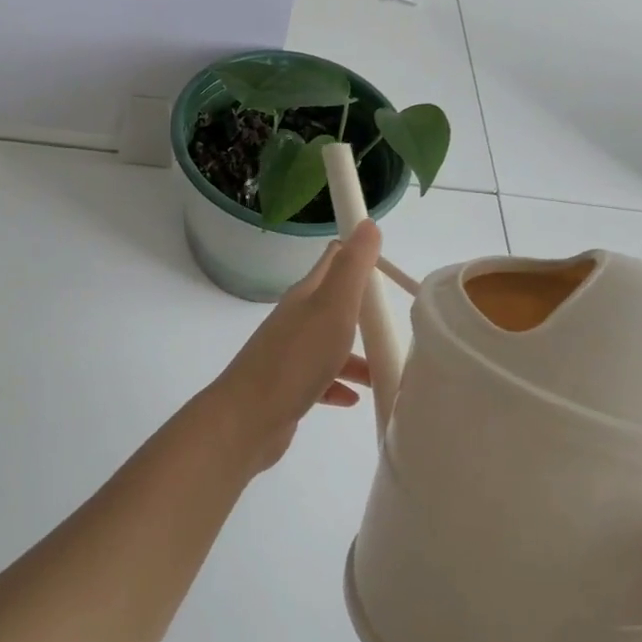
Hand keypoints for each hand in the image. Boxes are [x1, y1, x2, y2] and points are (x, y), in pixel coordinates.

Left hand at [205, 220, 380, 473]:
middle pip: (334, 306)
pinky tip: (353, 398)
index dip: (357, 255)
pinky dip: (338, 385)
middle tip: (394, 322)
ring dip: (356, 356)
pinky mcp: (288, 388)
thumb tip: (366, 224)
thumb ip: (352, 267)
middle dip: (363, 312)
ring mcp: (290, 355)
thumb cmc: (297, 359)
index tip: (387, 263)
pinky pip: (320, 380)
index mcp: (306, 296)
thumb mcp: (333, 307)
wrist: (248, 418)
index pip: (333, 262)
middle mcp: (296, 321)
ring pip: (330, 347)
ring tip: (383, 372)